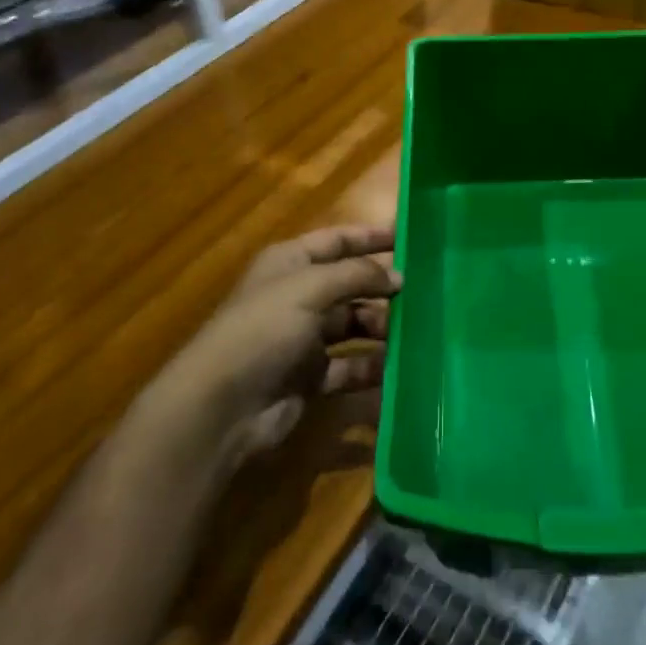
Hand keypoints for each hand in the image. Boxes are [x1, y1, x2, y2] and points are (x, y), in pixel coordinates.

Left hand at [177, 224, 399, 455]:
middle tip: (424, 293)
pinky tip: (399, 368)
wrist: (221, 407)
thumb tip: (398, 276)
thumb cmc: (263, 330)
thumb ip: (357, 275)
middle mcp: (299, 296)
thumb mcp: (309, 289)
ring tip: (415, 332)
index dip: (371, 237)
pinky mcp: (311, 377)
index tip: (410, 238)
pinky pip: (351, 366)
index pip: (337, 240)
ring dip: (383, 328)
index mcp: (291, 263)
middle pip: (351, 284)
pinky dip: (372, 367)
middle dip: (384, 288)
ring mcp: (305, 338)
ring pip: (355, 325)